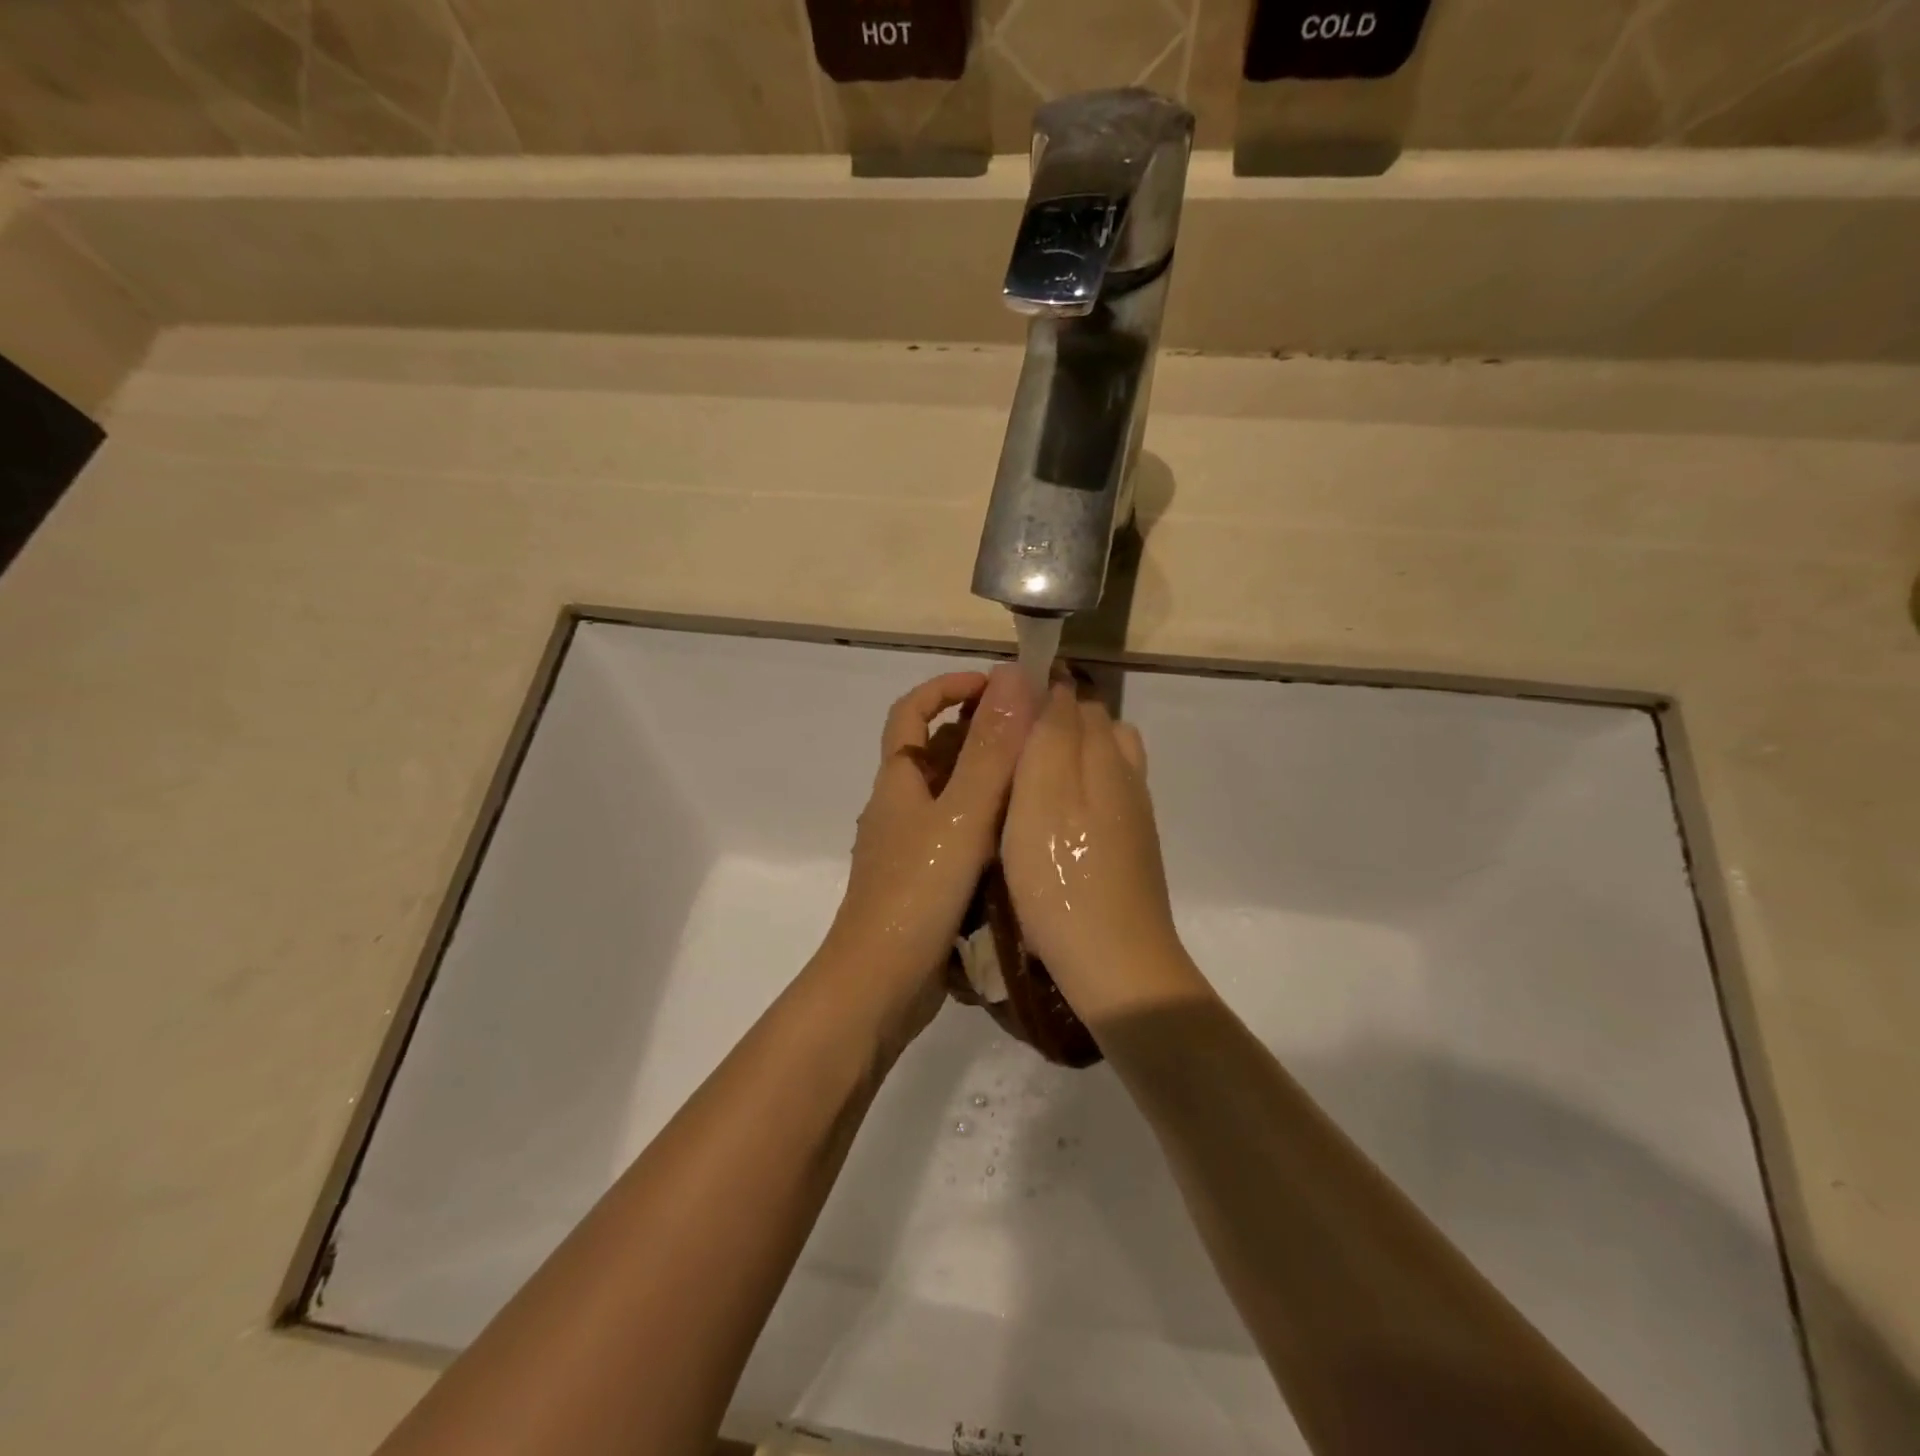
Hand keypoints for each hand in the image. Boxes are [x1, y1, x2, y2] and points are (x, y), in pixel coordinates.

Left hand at [817, 665, 1037, 1047]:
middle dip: (978, 731)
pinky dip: (987, 823)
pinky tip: (1023, 836)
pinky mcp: (924, 882)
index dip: (946, 687)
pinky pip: (958, 835)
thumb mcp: (961, 816)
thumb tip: (1013, 679)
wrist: (880, 986)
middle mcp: (899, 807)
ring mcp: (910, 847)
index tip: (994, 685)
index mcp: (898, 781)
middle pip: (933, 750)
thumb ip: (990, 752)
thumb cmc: (916, 894)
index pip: (910, 712)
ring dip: (987, 779)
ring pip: (949, 796)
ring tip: (1040, 778)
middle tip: (1034, 733)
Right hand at [1002, 682, 1200, 1024]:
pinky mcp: (1131, 844)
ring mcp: (1134, 811)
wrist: (1115, 961)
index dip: (1035, 692)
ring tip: (1023, 783)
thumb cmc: (1060, 877)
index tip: (995, 710)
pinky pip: (1105, 794)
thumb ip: (1049, 733)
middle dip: (1051, 722)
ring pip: (1102, 760)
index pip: (1072, 697)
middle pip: (1092, 724)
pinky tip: (1050, 821)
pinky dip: (1078, 790)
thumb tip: (1051, 680)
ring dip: (1067, 757)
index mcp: (1103, 753)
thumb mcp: (1041, 795)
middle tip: (1002, 749)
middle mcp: (1126, 772)